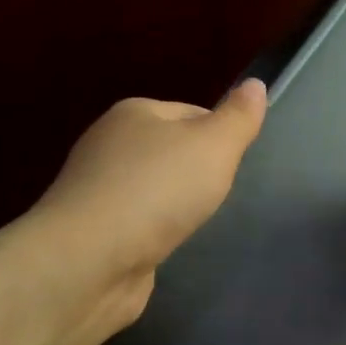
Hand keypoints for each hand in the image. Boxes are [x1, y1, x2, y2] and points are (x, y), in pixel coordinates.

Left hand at [33, 77, 267, 335]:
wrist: (90, 260)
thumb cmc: (157, 192)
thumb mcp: (213, 147)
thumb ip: (238, 118)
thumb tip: (256, 84)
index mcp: (135, 112)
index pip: (192, 112)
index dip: (220, 136)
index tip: (237, 166)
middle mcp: (109, 143)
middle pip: (171, 150)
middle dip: (198, 172)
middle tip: (221, 196)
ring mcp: (97, 188)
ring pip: (153, 187)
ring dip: (175, 204)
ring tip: (195, 223)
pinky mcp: (94, 229)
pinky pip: (137, 221)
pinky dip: (154, 231)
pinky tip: (166, 244)